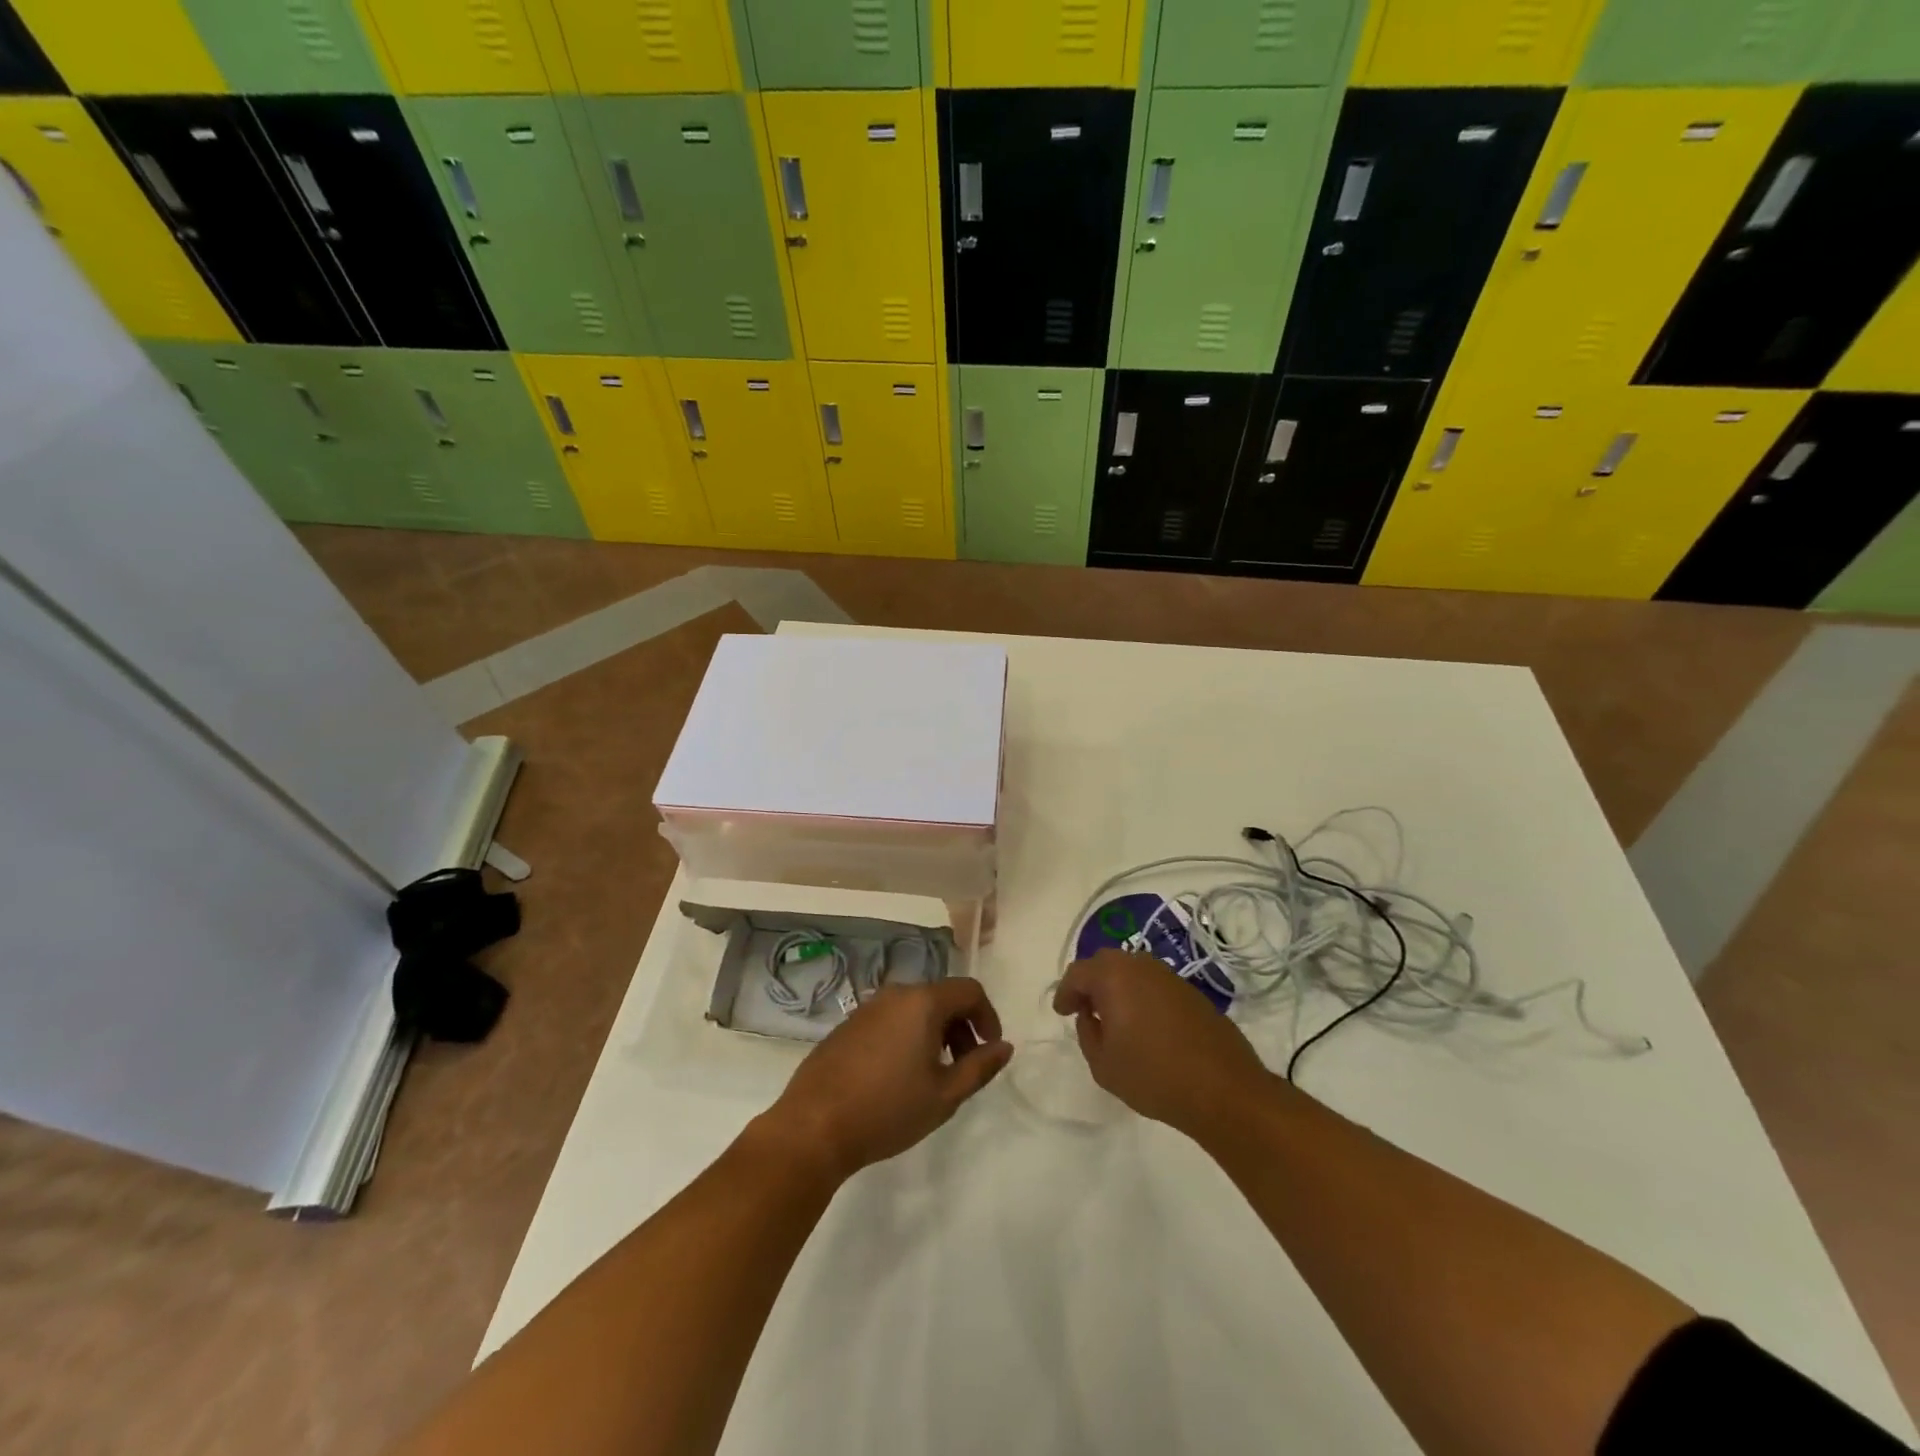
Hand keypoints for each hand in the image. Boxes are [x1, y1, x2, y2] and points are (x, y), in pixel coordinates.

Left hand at [758, 978, 1012, 1181]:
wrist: (814, 1126)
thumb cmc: (888, 1110)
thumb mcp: (945, 1095)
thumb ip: (980, 1067)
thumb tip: (1004, 1047)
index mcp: (922, 1002)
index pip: (969, 990)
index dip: (988, 1017)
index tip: (990, 1050)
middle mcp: (895, 994)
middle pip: (942, 996)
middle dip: (962, 1027)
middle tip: (965, 1067)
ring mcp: (867, 1007)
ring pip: (915, 1008)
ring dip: (935, 1032)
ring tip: (933, 1074)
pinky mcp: (848, 1025)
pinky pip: (890, 1019)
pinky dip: (907, 1035)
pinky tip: (899, 1075)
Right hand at [1052, 950, 1269, 1136]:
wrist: (1224, 1089)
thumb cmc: (1154, 1076)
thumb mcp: (1103, 1065)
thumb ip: (1088, 1034)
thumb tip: (1090, 1016)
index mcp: (1113, 977)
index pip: (1078, 973)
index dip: (1065, 992)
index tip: (1062, 1012)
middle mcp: (1141, 966)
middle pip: (1106, 963)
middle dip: (1090, 982)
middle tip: (1084, 1009)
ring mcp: (1169, 977)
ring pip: (1132, 970)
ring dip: (1117, 987)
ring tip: (1114, 1017)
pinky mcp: (1191, 992)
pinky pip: (1154, 984)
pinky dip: (1141, 995)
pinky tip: (1144, 1024)